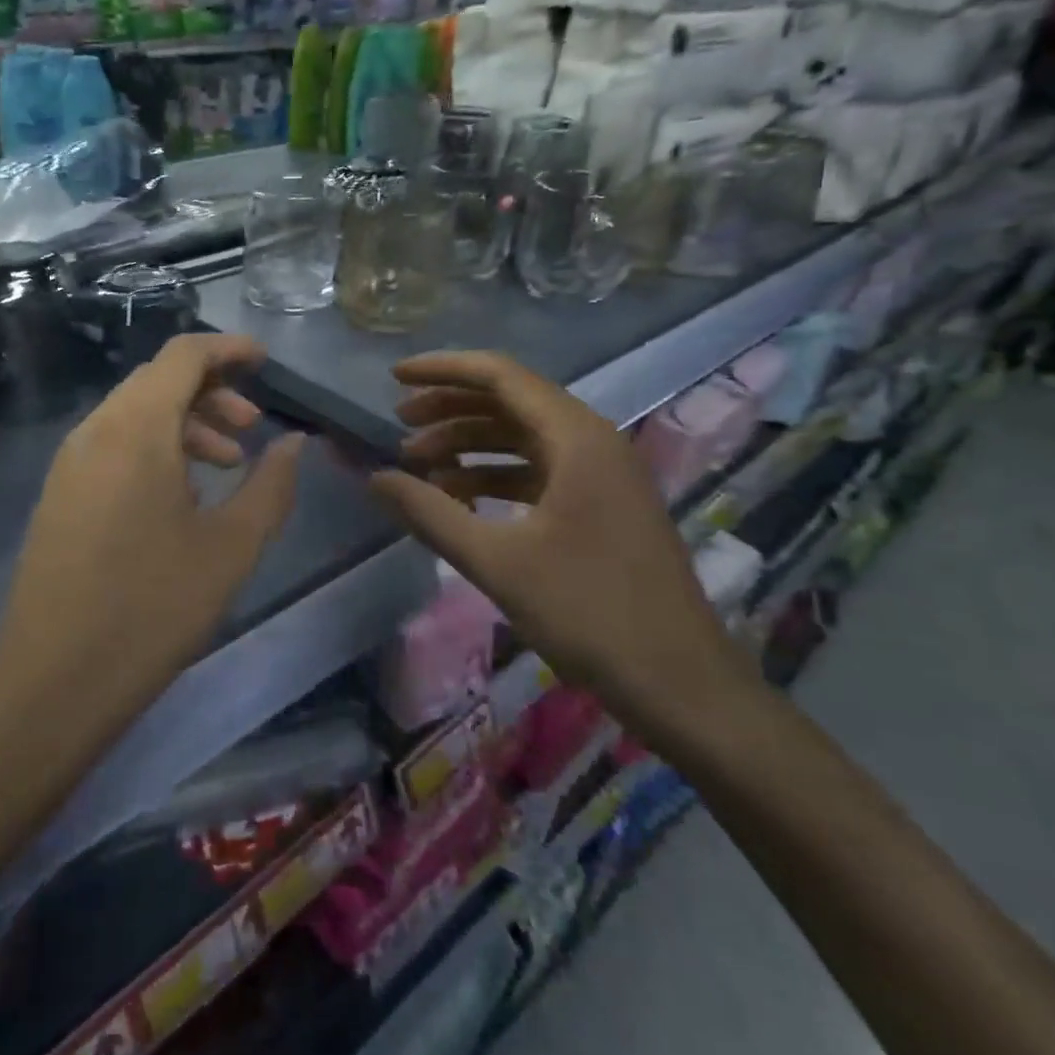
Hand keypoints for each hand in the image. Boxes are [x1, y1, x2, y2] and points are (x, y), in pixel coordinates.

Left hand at [0, 334, 304, 707]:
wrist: (54, 680)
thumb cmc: (152, 608)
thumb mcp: (231, 547)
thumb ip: (271, 485)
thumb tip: (294, 444)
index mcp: (135, 429)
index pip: (182, 355)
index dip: (228, 349)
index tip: (266, 363)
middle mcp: (94, 431)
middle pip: (157, 381)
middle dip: (211, 392)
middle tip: (252, 430)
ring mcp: (69, 463)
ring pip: (133, 414)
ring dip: (184, 424)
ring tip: (225, 466)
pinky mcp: (58, 495)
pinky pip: (112, 446)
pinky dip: (153, 449)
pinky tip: (180, 497)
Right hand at [367, 351, 738, 724]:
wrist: (680, 684)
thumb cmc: (588, 613)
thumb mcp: (496, 561)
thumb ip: (429, 512)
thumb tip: (374, 477)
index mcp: (577, 437)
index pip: (499, 375)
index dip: (442, 370)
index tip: (393, 378)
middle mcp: (593, 441)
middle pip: (510, 401)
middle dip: (450, 409)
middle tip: (399, 427)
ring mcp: (602, 474)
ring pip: (523, 438)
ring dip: (469, 445)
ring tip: (419, 467)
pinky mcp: (602, 505)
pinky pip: (538, 471)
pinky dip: (495, 475)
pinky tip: (460, 499)